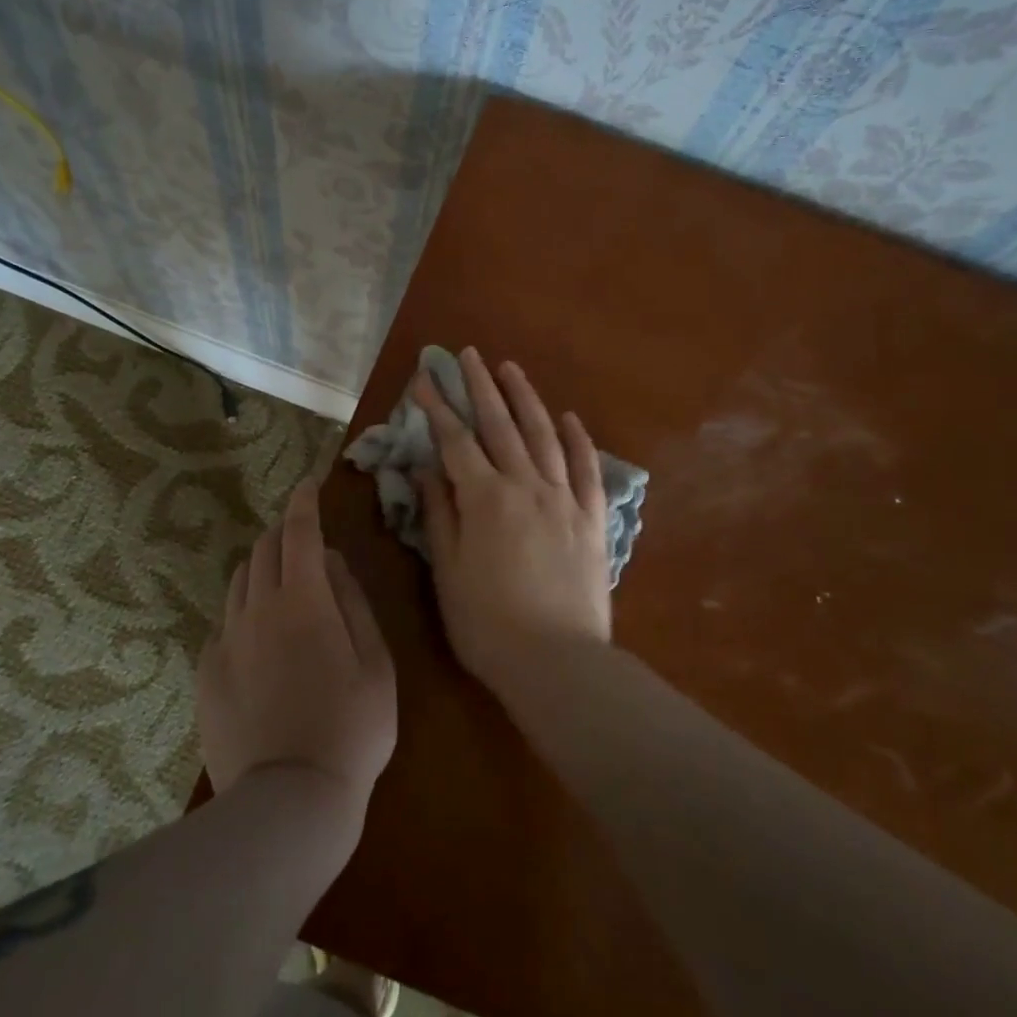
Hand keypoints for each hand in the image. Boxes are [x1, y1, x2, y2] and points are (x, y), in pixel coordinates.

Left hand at [196, 478, 397, 819]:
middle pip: (263, 550)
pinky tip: (258, 635)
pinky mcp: (206, 672)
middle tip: (301, 537)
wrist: (289, 800)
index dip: (303, 503)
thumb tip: (330, 561)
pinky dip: (244, 610)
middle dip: (283, 532)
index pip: (299, 532)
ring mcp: (226, 640)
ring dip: (261, 567)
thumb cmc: (351, 729)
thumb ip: (352, 602)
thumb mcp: (376, 663)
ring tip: (281, 580)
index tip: (307, 485)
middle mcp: (257, 608)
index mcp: (303, 600)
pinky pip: (224, 622)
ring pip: (239, 581)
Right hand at [413, 348, 611, 694]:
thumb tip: (426, 469)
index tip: (425, 380)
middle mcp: (525, 486)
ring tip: (511, 369)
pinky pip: (586, 469)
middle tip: (469, 355)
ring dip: (526, 399)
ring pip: (543, 436)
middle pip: (500, 425)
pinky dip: (578, 440)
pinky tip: (569, 417)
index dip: (438, 408)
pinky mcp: (591, 519)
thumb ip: (439, 515)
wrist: (557, 662)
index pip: (455, 441)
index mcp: (485, 498)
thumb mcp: (448, 571)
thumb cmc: (488, 623)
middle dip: (481, 387)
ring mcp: (563, 499)